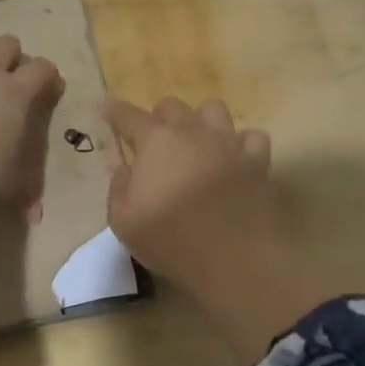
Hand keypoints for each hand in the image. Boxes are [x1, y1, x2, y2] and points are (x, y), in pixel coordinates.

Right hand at [103, 97, 277, 288]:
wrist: (234, 259)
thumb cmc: (171, 240)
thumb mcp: (124, 223)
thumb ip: (118, 189)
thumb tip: (125, 169)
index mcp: (155, 142)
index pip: (128, 116)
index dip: (115, 111)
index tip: (107, 109)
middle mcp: (192, 132)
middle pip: (172, 106)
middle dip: (160, 117)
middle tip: (156, 140)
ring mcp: (228, 143)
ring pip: (214, 110)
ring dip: (201, 121)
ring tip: (198, 142)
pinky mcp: (257, 162)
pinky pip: (252, 137)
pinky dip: (242, 143)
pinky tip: (235, 157)